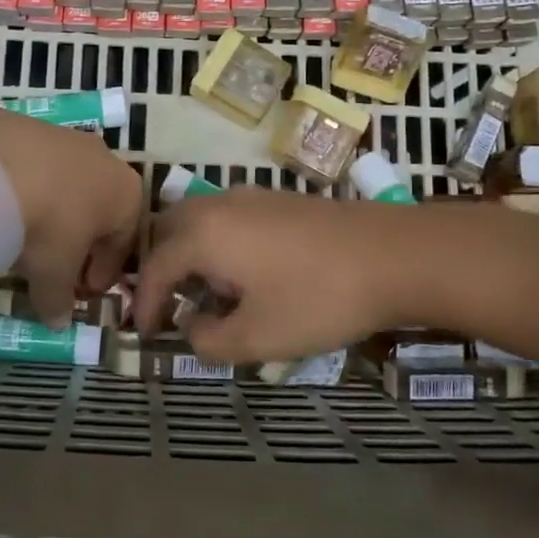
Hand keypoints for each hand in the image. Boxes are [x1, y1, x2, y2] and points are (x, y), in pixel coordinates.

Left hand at [0, 103, 141, 324]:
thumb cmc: (48, 226)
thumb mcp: (54, 274)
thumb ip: (59, 300)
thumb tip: (58, 323)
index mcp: (128, 195)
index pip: (123, 243)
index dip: (104, 273)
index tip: (83, 292)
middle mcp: (106, 160)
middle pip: (98, 210)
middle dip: (80, 240)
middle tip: (55, 266)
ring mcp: (69, 138)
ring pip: (67, 186)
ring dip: (52, 213)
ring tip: (23, 238)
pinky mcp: (31, 126)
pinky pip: (36, 168)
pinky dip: (26, 190)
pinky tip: (3, 207)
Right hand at [135, 188, 407, 363]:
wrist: (393, 255)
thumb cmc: (317, 298)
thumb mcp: (257, 337)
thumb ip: (209, 341)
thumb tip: (193, 328)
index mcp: (203, 234)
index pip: (154, 267)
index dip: (145, 303)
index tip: (148, 333)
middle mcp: (220, 205)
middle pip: (170, 230)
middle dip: (162, 268)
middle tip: (170, 305)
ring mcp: (252, 196)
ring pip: (201, 219)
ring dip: (192, 254)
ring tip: (210, 295)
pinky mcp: (280, 199)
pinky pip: (229, 218)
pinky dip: (220, 243)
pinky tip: (248, 274)